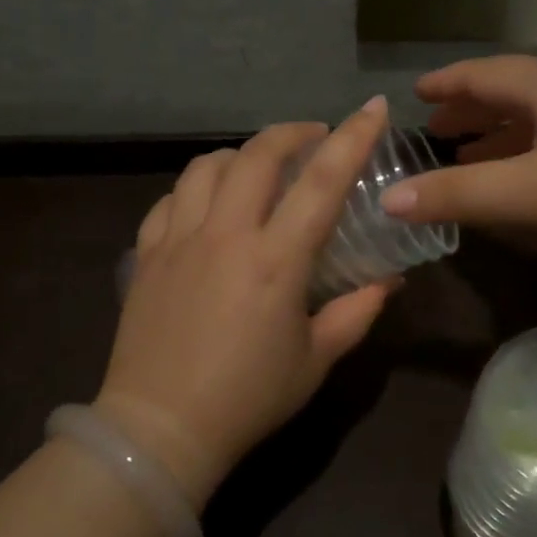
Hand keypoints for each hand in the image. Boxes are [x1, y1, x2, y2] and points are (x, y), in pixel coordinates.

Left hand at [95, 99, 394, 501]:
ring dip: (240, 155)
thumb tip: (389, 282)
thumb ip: (356, 312)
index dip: (353, 138)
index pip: (322, 182)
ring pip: (207, 167)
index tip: (372, 107)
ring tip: (259, 168)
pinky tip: (208, 204)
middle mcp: (225, 235)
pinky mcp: (147, 254)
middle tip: (314, 137)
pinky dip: (196, 188)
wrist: (160, 428)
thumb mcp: (315, 360)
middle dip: (292, 133)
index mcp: (275, 261)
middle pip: (257, 155)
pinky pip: (170, 200)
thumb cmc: (248, 399)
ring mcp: (178, 240)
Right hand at [379, 55, 536, 264]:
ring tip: (477, 159)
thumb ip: (459, 194)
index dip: (447, 84)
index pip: (484, 73)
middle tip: (439, 132)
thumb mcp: (533, 192)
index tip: (416, 93)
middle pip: (515, 92)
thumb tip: (388, 199)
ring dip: (506, 136)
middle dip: (472, 112)